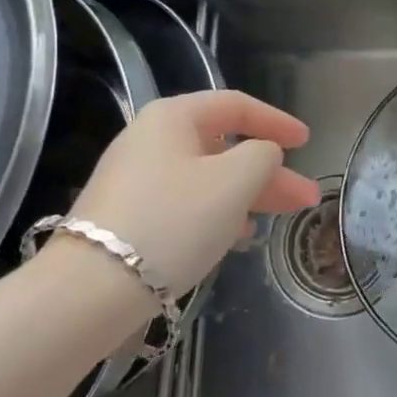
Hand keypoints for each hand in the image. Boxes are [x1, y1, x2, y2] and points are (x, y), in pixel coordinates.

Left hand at [68, 90, 319, 294]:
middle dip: (269, 170)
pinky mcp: (127, 216)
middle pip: (224, 146)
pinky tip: (237, 234)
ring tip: (280, 218)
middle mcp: (150, 139)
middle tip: (305, 196)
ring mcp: (135, 179)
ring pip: (207, 177)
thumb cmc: (173, 222)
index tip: (307, 142)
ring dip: (248, 193)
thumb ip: (263, 155)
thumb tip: (263, 153)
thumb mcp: (234, 181)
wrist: (89, 292)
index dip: (276, 121)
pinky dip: (218, 212)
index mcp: (173, 117)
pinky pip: (186, 202)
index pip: (236, 105)